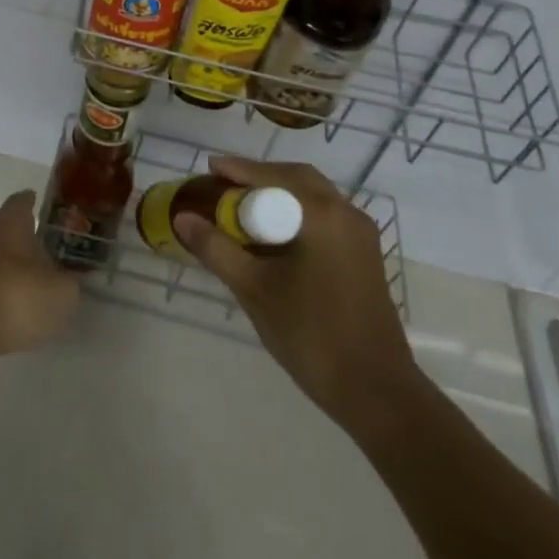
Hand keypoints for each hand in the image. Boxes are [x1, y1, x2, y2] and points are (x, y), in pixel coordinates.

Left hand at [0, 192, 80, 362]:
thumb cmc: (17, 296)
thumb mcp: (62, 292)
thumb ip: (71, 281)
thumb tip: (72, 277)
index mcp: (10, 223)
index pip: (21, 201)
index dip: (33, 203)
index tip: (44, 206)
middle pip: (6, 230)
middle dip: (25, 240)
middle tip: (49, 253)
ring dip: (11, 271)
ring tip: (35, 288)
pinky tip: (14, 313)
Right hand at [173, 156, 424, 428]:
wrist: (375, 391)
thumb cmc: (310, 334)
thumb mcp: (253, 289)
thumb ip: (216, 248)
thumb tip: (182, 218)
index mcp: (323, 215)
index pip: (273, 176)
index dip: (238, 170)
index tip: (209, 167)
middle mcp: (346, 214)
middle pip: (297, 178)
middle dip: (259, 177)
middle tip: (225, 185)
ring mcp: (361, 235)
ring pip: (313, 197)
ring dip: (279, 195)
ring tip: (243, 208)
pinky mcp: (364, 255)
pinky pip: (325, 216)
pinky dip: (296, 213)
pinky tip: (274, 236)